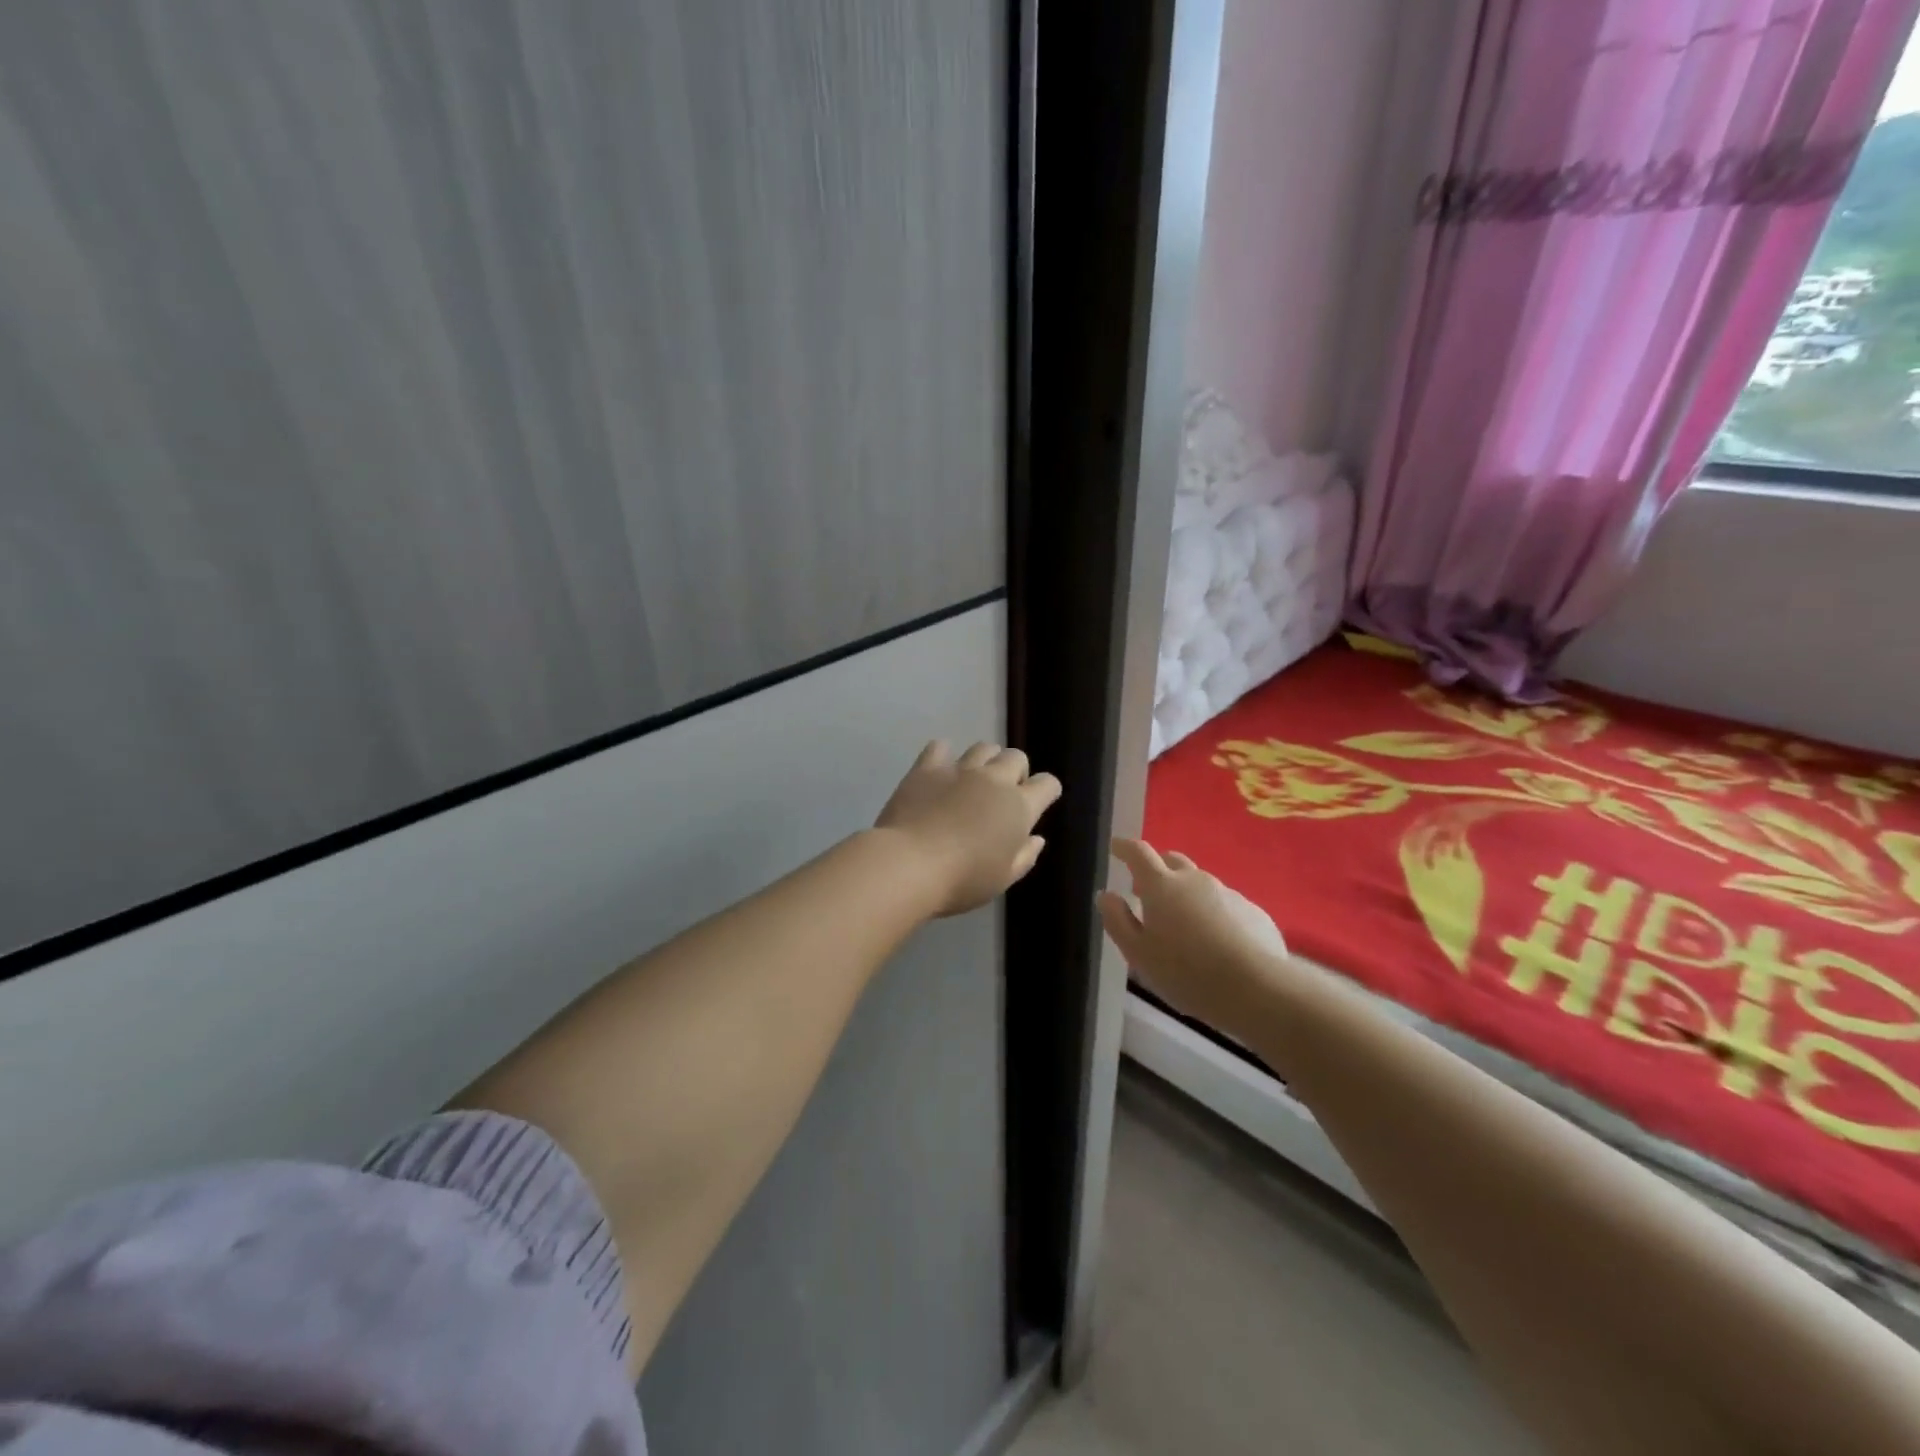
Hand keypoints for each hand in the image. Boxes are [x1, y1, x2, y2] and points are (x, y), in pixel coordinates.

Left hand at [875, 741, 1062, 916]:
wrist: (909, 864)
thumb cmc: (962, 880)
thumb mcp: (1002, 879)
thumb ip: (1025, 856)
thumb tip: (1036, 838)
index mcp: (1019, 807)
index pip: (1047, 784)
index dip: (1046, 792)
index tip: (1039, 803)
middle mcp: (994, 780)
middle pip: (1016, 757)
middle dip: (1015, 772)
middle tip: (1002, 795)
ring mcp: (959, 770)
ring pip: (983, 747)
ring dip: (985, 761)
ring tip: (974, 781)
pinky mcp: (927, 768)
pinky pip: (940, 747)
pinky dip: (943, 755)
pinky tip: (939, 772)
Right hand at [1098, 838, 1293, 1035]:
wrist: (1257, 989)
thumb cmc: (1186, 973)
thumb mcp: (1138, 954)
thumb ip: (1118, 921)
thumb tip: (1106, 895)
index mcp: (1162, 886)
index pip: (1139, 853)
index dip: (1125, 847)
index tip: (1116, 847)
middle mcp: (1195, 880)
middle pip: (1172, 861)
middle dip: (1157, 870)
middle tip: (1146, 893)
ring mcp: (1228, 893)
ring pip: (1200, 884)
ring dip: (1186, 895)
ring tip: (1183, 927)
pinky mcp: (1254, 912)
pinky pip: (1225, 905)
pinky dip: (1214, 914)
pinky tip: (1216, 944)